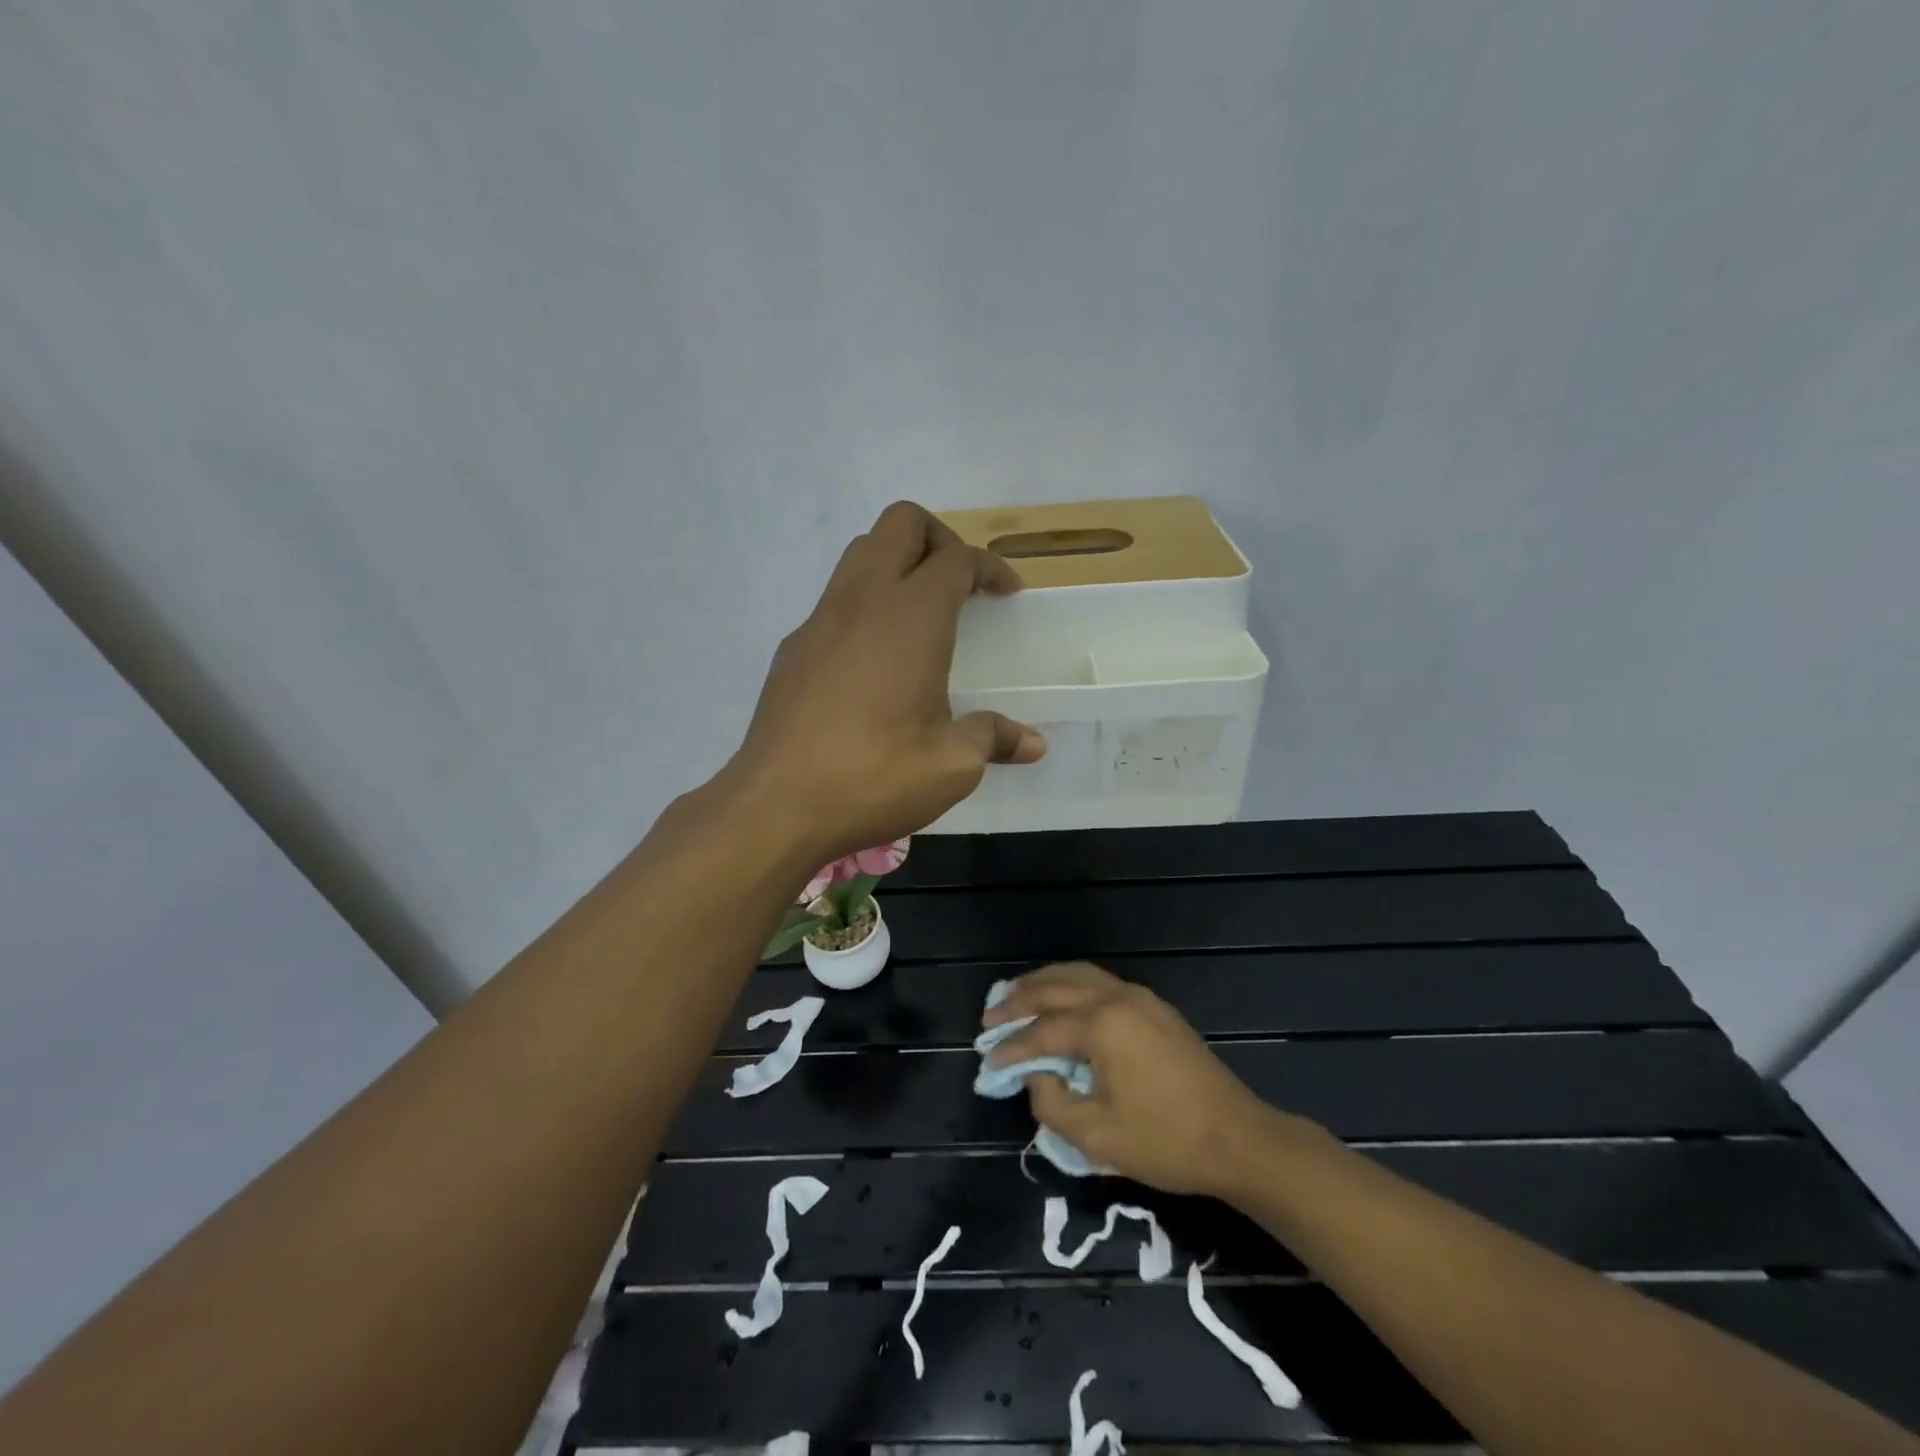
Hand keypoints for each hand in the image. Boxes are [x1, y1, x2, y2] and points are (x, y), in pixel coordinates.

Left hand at [729, 502, 1045, 859]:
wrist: (777, 804)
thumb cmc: (874, 776)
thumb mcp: (951, 766)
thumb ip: (993, 739)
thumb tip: (1033, 743)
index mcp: (912, 617)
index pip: (957, 558)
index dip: (989, 567)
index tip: (1007, 593)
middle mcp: (864, 600)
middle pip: (901, 523)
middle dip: (939, 538)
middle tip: (960, 584)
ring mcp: (820, 620)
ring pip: (861, 553)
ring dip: (897, 563)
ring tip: (920, 614)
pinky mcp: (793, 647)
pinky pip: (835, 599)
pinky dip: (864, 603)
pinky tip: (874, 661)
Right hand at [984, 962, 1279, 1196]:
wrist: (1238, 1138)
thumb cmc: (1165, 1141)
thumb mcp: (1097, 1137)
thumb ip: (1051, 1103)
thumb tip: (1036, 1075)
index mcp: (1102, 1025)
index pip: (1042, 1031)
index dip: (1011, 1047)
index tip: (988, 1061)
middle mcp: (1117, 998)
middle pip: (1055, 988)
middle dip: (1018, 1001)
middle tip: (990, 1016)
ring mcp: (1139, 997)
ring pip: (1078, 974)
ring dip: (1043, 983)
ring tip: (1016, 995)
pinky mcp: (1154, 1006)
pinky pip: (1099, 981)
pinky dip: (1069, 984)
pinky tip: (1060, 999)